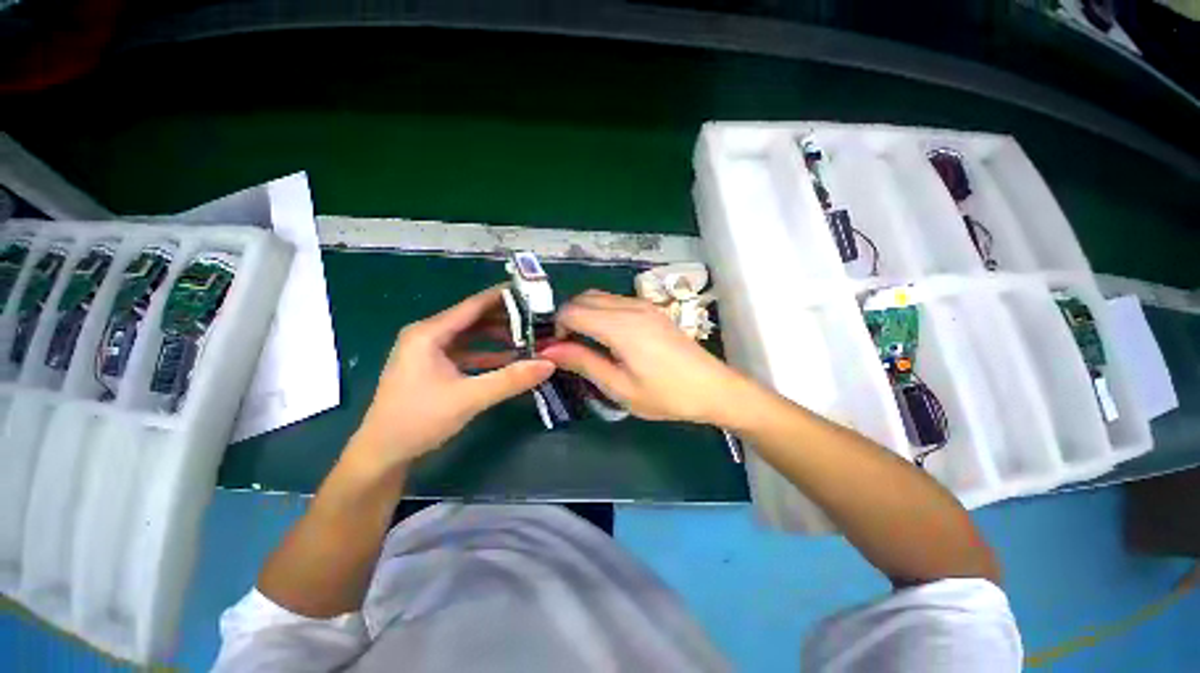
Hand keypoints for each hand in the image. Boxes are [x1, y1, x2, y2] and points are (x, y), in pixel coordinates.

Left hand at [353, 286, 554, 467]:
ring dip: (498, 337)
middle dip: (505, 318)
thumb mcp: (469, 398)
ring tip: (529, 336)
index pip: (473, 305)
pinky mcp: (433, 366)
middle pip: (474, 319)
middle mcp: (428, 335)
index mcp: (429, 333)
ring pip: (471, 336)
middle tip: (537, 318)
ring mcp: (429, 351)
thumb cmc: (419, 420)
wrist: (382, 454)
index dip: (502, 297)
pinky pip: (466, 352)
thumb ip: (510, 379)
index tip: (530, 290)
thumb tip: (549, 364)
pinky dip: (488, 354)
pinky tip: (510, 358)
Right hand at [540, 290, 750, 424]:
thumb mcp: (620, 386)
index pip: (572, 311)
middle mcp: (630, 306)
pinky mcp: (652, 309)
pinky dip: (602, 313)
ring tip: (588, 344)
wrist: (713, 388)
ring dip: (585, 314)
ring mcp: (644, 305)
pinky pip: (616, 301)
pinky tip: (610, 337)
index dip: (557, 328)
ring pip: (600, 297)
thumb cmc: (666, 395)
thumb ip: (584, 362)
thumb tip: (549, 350)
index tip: (558, 352)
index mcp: (620, 326)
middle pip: (584, 298)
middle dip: (569, 319)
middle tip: (570, 349)